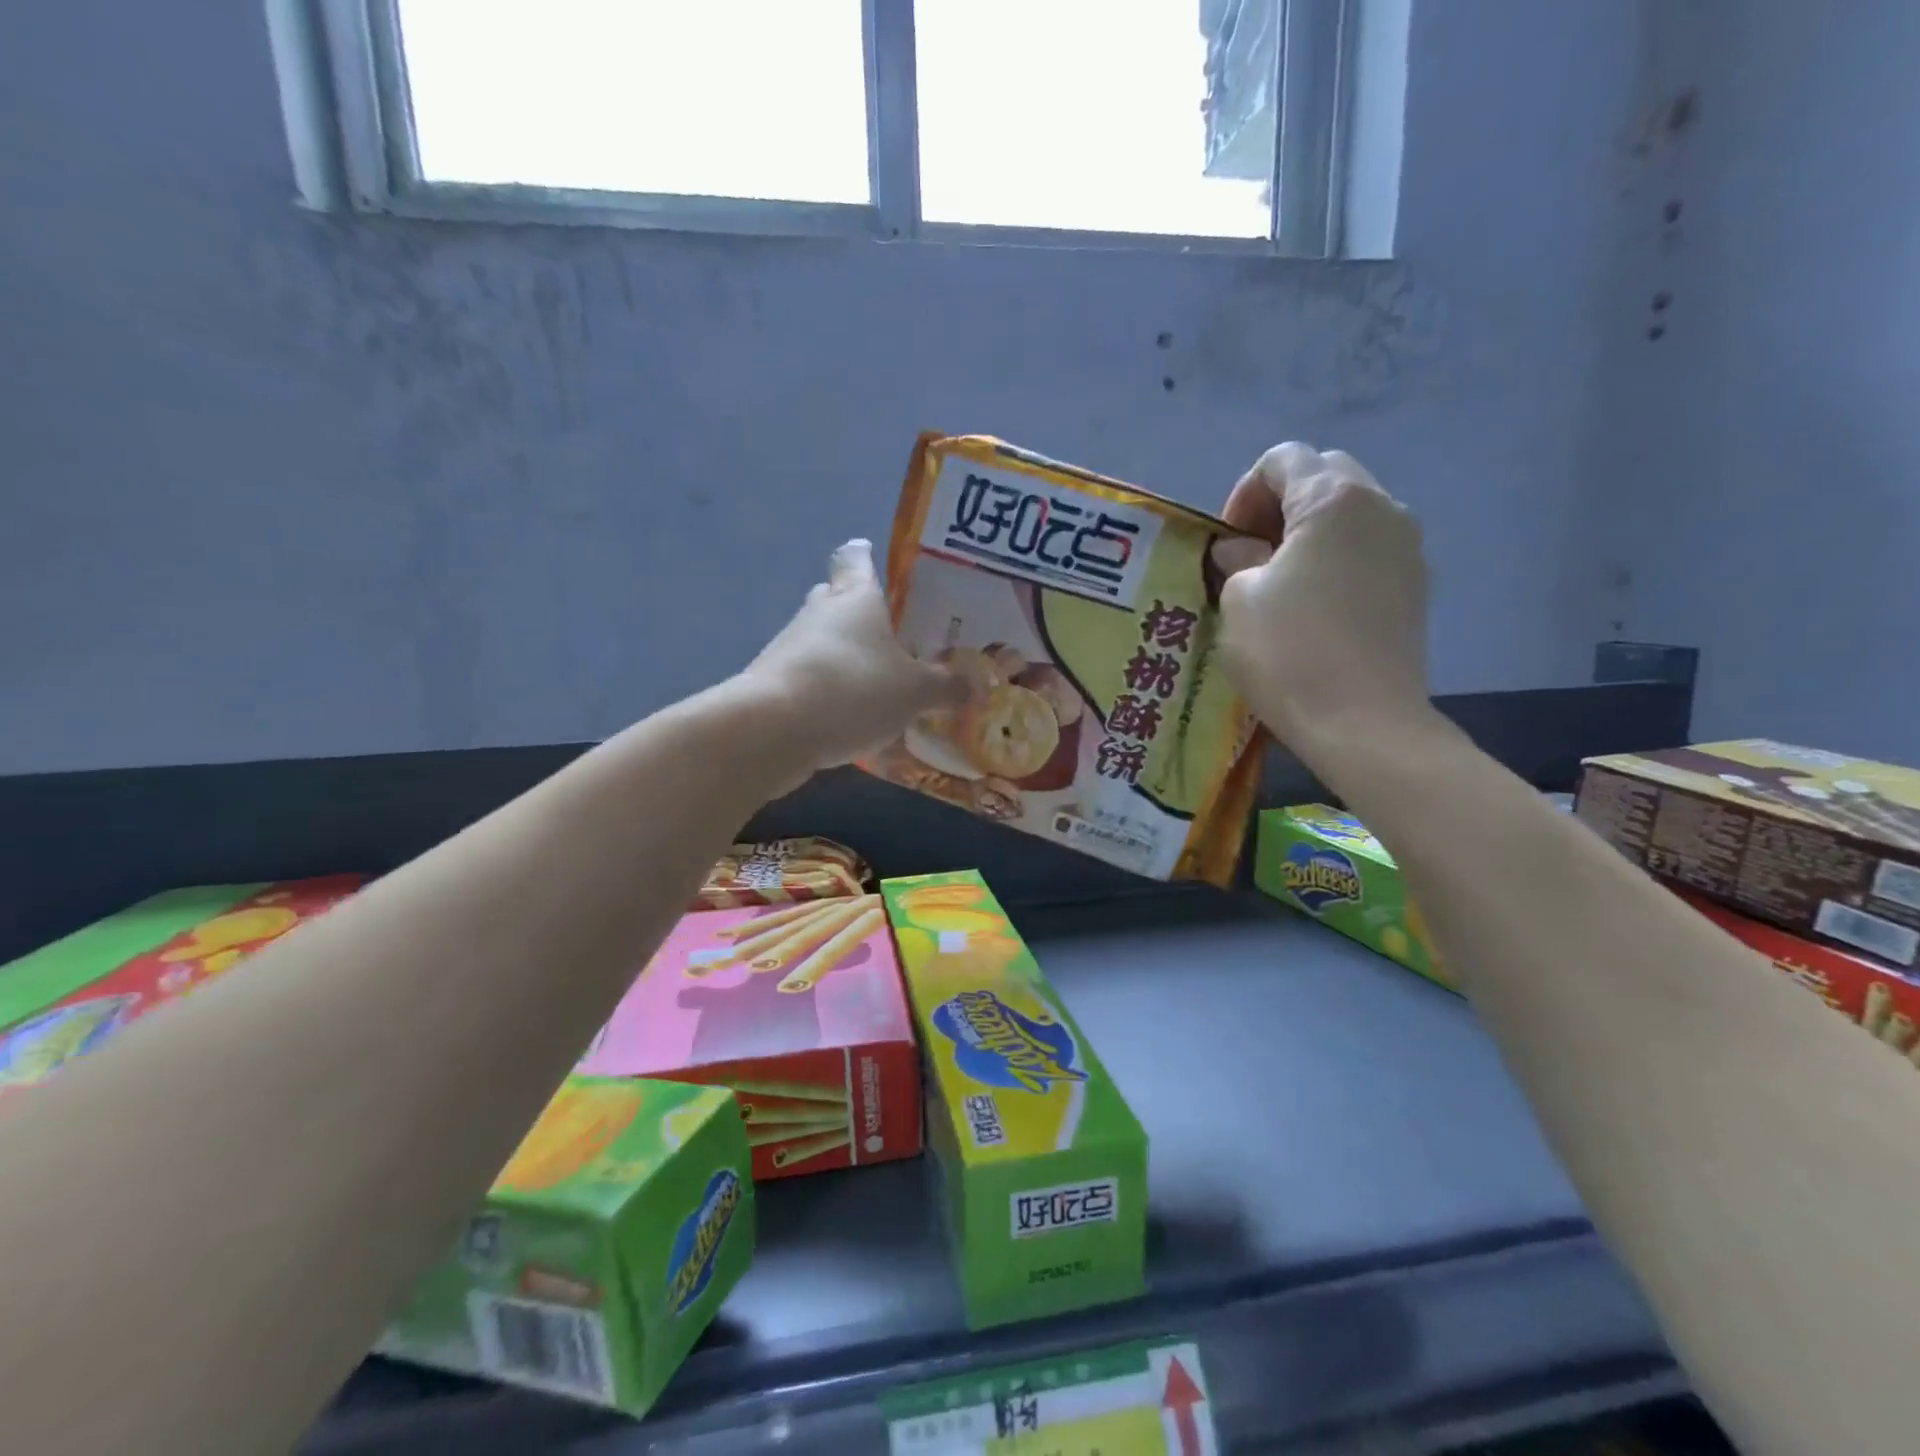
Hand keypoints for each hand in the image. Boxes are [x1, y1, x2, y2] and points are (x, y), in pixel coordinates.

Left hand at [743, 540, 964, 783]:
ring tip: (881, 689)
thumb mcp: (914, 691)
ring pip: (823, 644)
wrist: (773, 730)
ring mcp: (791, 649)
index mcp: (855, 598)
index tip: (874, 559)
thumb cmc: (854, 688)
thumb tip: (975, 685)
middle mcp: (819, 614)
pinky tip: (855, 725)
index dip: (865, 556)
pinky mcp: (774, 685)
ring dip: (847, 660)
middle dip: (859, 613)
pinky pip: (811, 682)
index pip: (855, 558)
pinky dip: (831, 696)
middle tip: (891, 634)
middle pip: (836, 599)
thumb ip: (945, 686)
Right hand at [1214, 443, 1431, 749]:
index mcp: (1333, 499)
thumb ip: (1237, 559)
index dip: (1243, 493)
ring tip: (1279, 580)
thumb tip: (1241, 551)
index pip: (1283, 459)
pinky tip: (1313, 604)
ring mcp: (1407, 546)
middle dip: (1279, 504)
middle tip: (1249, 553)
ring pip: (1349, 511)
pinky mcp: (1415, 584)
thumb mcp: (1239, 599)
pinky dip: (1336, 557)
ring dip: (1308, 531)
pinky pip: (1368, 547)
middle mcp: (1380, 507)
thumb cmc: (1289, 652)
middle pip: (1323, 474)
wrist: (1362, 723)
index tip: (1227, 542)